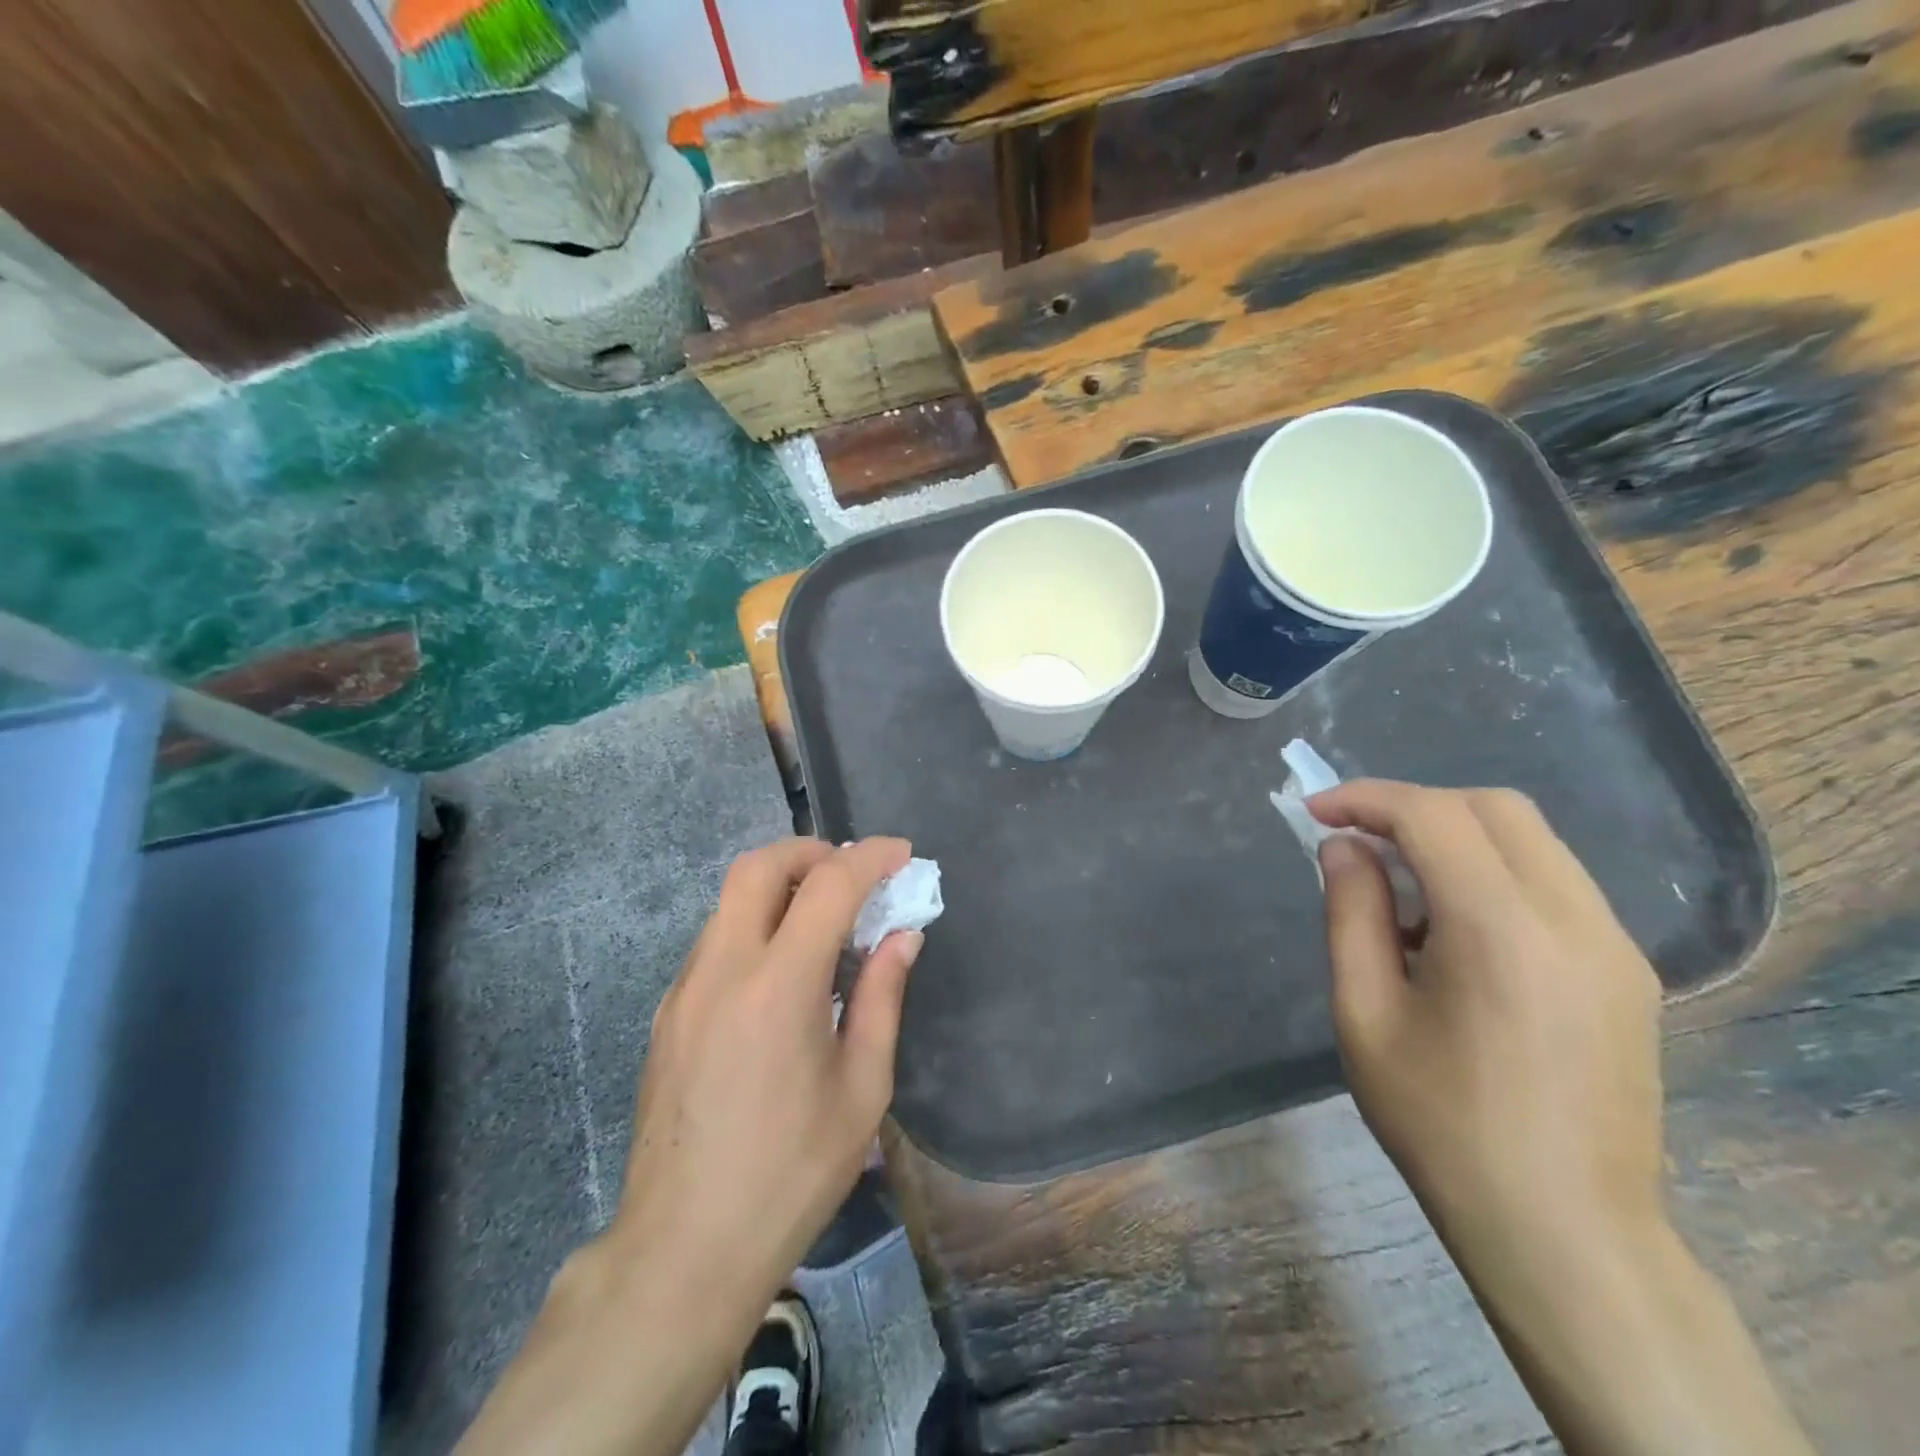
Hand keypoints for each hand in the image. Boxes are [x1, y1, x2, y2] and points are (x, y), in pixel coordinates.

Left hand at [458, 837, 922, 1455]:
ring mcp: (684, 989)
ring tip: (822, 920)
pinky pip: (715, 940)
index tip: (902, 854)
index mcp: (779, 987)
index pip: (828, 886)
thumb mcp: (861, 1089)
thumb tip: (902, 936)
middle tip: (850, 872)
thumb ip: (881, 998)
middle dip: (809, 850)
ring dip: (779, 887)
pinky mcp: (666, 1013)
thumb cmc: (791, 1173)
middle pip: (757, 866)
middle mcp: (723, 970)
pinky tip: (780, 972)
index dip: (870, 858)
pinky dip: (754, 925)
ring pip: (730, 900)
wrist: (684, 1248)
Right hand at [1310, 781, 1810, 1455]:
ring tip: (1399, 886)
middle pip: (1495, 808)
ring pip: (1530, 839)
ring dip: (1454, 835)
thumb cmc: (1440, 1123)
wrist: (1563, 1230)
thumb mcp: (1364, 1013)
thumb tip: (1344, 847)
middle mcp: (1575, 921)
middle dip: (1414, 805)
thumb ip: (1351, 913)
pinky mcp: (1627, 970)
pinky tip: (1451, 926)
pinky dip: (1491, 870)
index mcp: (1502, 933)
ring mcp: (1615, 944)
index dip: (1367, 798)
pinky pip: (1552, 881)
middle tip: (1357, 838)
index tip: (1316, 812)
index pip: (1435, 817)